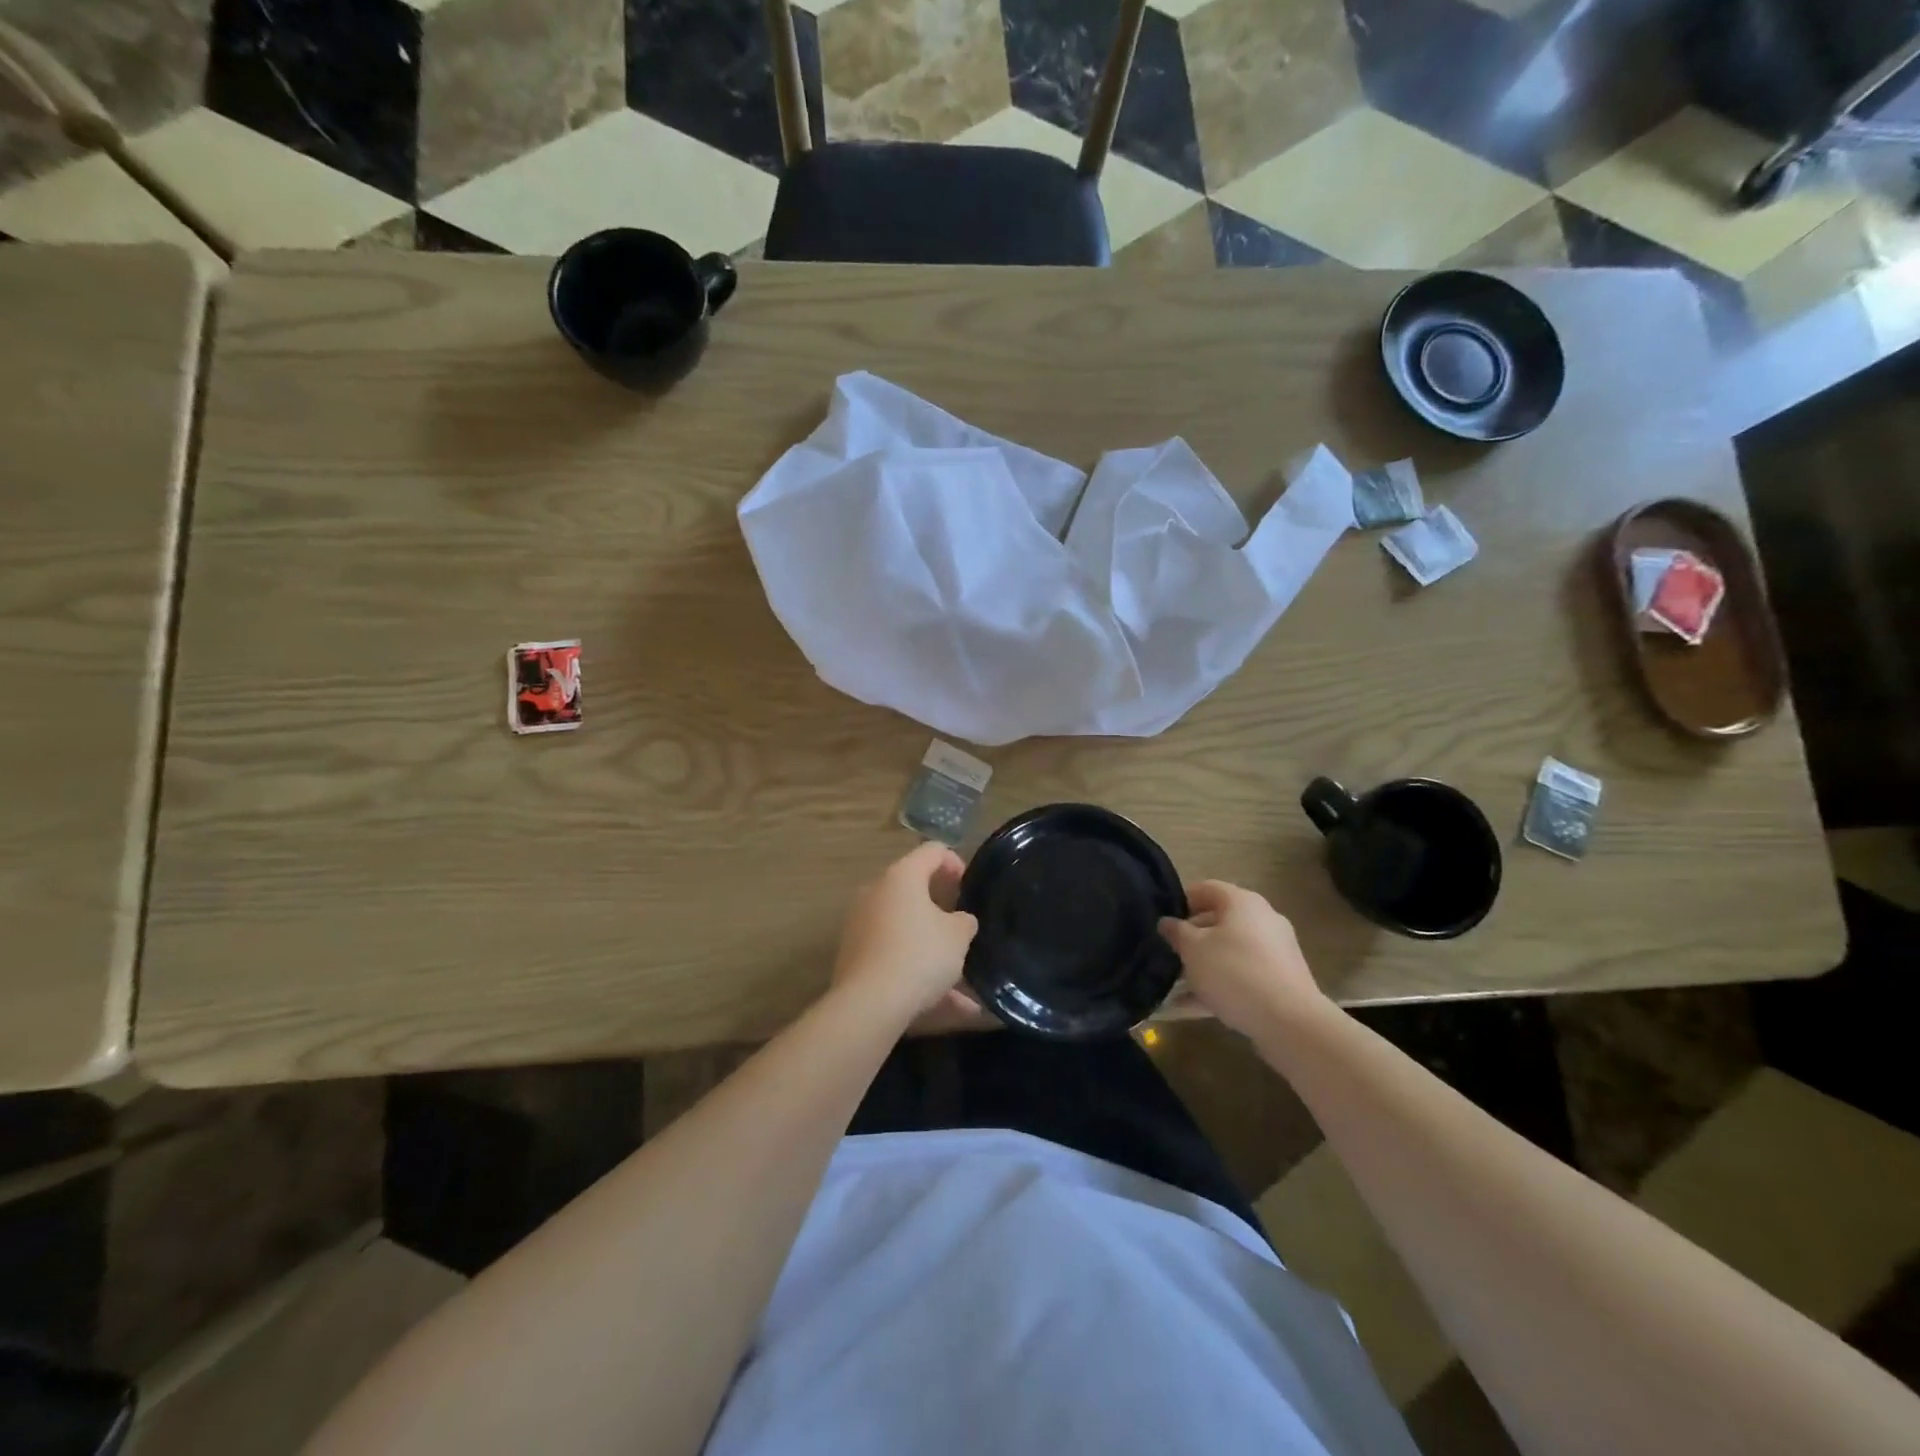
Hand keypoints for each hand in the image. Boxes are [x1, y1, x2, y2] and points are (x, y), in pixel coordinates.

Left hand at [831, 842, 978, 1022]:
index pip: (932, 851)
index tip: (969, 886)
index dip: (955, 862)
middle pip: (913, 889)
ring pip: (905, 929)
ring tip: (960, 979)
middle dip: (940, 907)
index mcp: (902, 877)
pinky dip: (916, 972)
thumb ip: (964, 921)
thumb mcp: (958, 936)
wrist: (869, 1004)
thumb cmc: (920, 955)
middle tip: (961, 925)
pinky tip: (943, 1003)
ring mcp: (861, 924)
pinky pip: (894, 955)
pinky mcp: (854, 955)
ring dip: (931, 948)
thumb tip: (959, 920)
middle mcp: (876, 892)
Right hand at [1158, 881, 1323, 1037]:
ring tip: (1176, 984)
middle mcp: (1262, 919)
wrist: (1290, 1021)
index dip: (1180, 900)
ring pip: (1230, 951)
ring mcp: (1275, 950)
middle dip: (1191, 936)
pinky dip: (1220, 984)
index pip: (1205, 888)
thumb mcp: (1193, 949)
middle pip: (1218, 920)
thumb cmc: (1233, 972)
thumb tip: (1167, 922)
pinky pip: (1243, 974)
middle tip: (1168, 952)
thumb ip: (1176, 932)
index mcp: (1242, 902)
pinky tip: (1192, 1006)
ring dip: (1204, 964)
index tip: (1162, 920)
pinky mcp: (1281, 979)